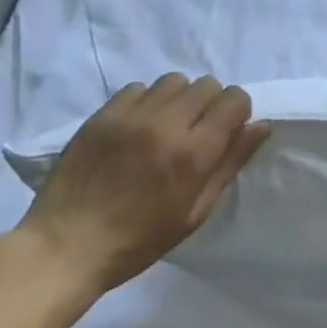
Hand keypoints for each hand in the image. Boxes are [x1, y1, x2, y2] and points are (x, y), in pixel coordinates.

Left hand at [12, 73, 269, 302]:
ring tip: (167, 125)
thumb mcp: (196, 211)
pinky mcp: (102, 115)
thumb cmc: (140, 239)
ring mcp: (131, 116)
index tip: (227, 131)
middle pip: (207, 85)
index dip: (238, 112)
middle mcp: (167, 124)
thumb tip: (260, 126)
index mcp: (195, 152)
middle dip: (211, 104)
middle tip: (197, 131)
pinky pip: (139, 87)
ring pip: (174, 81)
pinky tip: (139, 126)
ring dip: (180, 98)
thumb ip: (230, 163)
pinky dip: (148, 100)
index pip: (235, 100)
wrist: (66, 246)